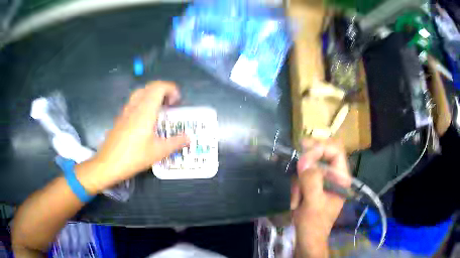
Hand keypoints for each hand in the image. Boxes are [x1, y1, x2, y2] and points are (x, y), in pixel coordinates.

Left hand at [76, 81, 188, 193]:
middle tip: (170, 104)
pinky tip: (145, 121)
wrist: (108, 164)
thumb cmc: (134, 157)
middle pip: (149, 87)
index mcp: (145, 110)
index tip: (177, 102)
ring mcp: (125, 111)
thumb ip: (176, 143)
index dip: (171, 89)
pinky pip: (133, 102)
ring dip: (152, 96)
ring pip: (140, 93)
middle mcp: (135, 106)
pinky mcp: (120, 118)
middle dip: (163, 91)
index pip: (159, 87)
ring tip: (159, 111)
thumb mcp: (158, 152)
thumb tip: (189, 138)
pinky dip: (143, 103)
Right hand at [291, 139, 350, 257]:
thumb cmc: (314, 224)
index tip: (303, 157)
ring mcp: (323, 181)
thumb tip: (303, 160)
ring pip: (309, 166)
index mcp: (341, 178)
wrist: (307, 240)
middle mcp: (334, 176)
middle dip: (307, 161)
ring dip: (299, 180)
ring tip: (296, 199)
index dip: (320, 149)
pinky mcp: (313, 186)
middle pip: (322, 155)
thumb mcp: (313, 203)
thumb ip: (311, 181)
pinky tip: (295, 201)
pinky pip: (303, 176)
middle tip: (294, 161)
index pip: (335, 151)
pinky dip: (296, 186)